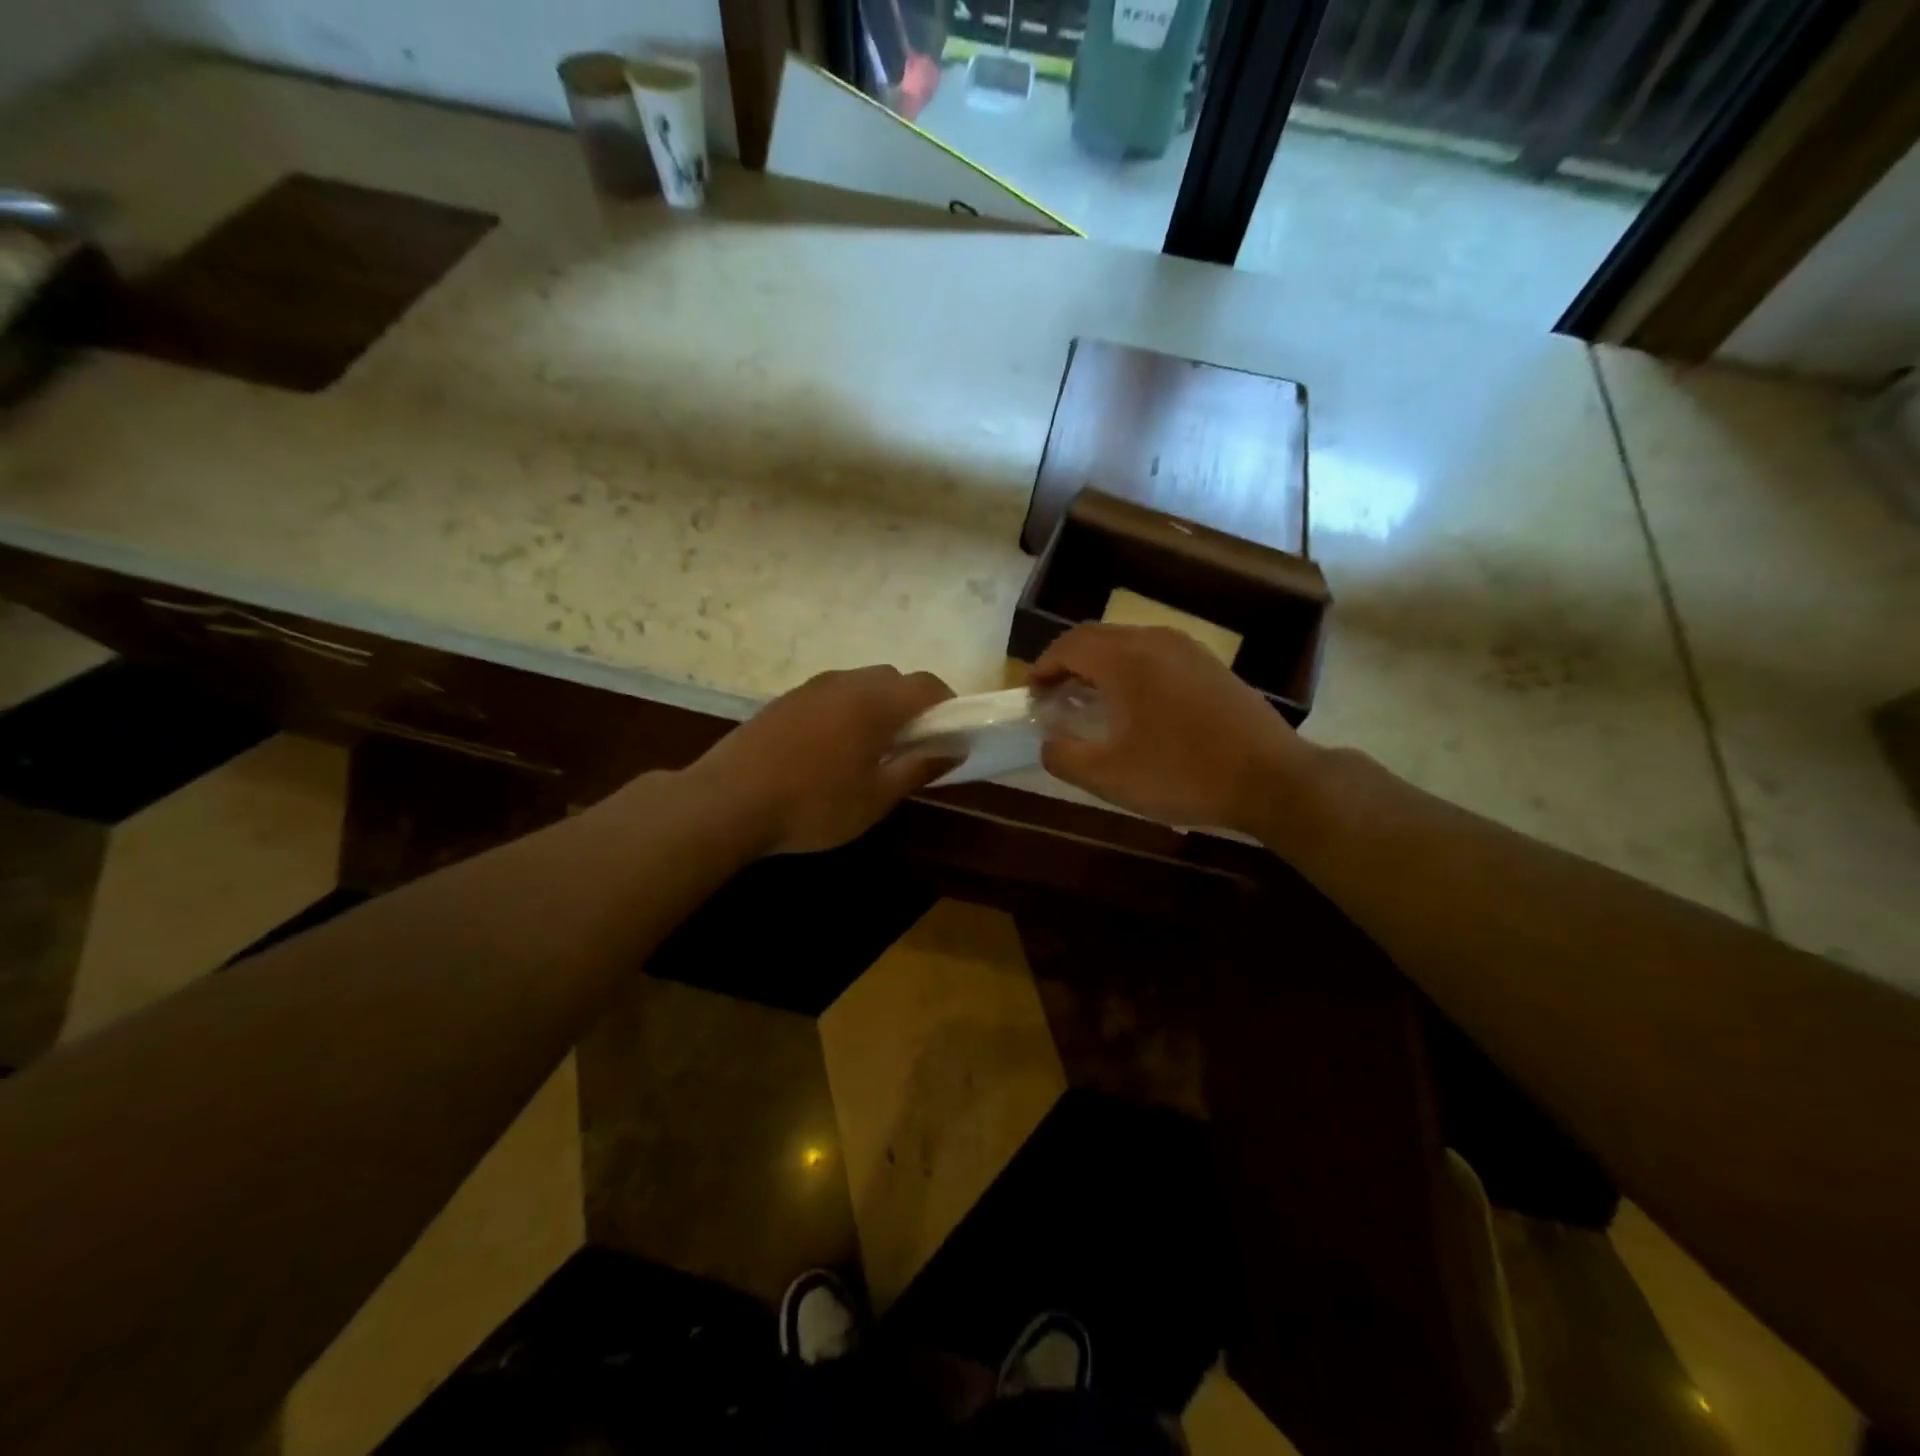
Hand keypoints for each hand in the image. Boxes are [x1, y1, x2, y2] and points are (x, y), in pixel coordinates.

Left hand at [685, 666, 954, 854]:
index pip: (927, 685)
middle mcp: (846, 682)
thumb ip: (919, 767)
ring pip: (859, 685)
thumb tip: (955, 748)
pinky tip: (830, 750)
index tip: (950, 735)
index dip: (947, 705)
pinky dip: (846, 711)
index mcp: (875, 701)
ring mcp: (810, 688)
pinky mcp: (784, 700)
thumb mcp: (876, 796)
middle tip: (911, 747)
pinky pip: (830, 695)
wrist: (727, 801)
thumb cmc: (814, 804)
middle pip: (893, 679)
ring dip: (877, 707)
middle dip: (911, 705)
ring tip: (870, 751)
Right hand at [1032, 624, 1310, 834]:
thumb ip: (1064, 757)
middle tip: (1054, 695)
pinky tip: (1135, 703)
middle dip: (1068, 662)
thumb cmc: (1182, 774)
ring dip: (1100, 664)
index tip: (1031, 693)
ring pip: (1128, 642)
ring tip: (1089, 698)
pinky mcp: (1210, 665)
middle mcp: (1155, 641)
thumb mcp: (1109, 777)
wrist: (1271, 778)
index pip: (1069, 645)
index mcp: (1126, 659)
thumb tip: (1047, 743)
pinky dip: (1130, 668)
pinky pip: (1155, 653)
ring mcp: (1188, 649)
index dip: (1043, 666)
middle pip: (1097, 637)